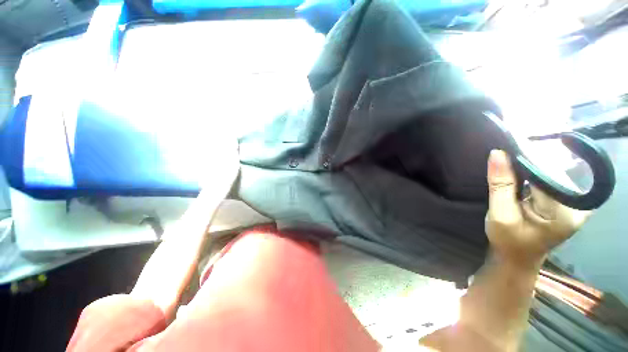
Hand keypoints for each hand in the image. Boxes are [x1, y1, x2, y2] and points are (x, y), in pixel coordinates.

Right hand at [485, 150, 589, 265]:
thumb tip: (497, 152)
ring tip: (507, 166)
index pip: (545, 175)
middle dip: (525, 164)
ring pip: (549, 172)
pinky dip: (532, 174)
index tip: (502, 150)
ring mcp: (575, 202)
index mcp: (564, 213)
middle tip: (501, 159)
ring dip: (527, 168)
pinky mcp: (567, 200)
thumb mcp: (500, 215)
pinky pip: (549, 178)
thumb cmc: (507, 241)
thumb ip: (501, 184)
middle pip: (550, 171)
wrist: (517, 257)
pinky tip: (519, 175)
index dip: (523, 161)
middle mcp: (577, 205)